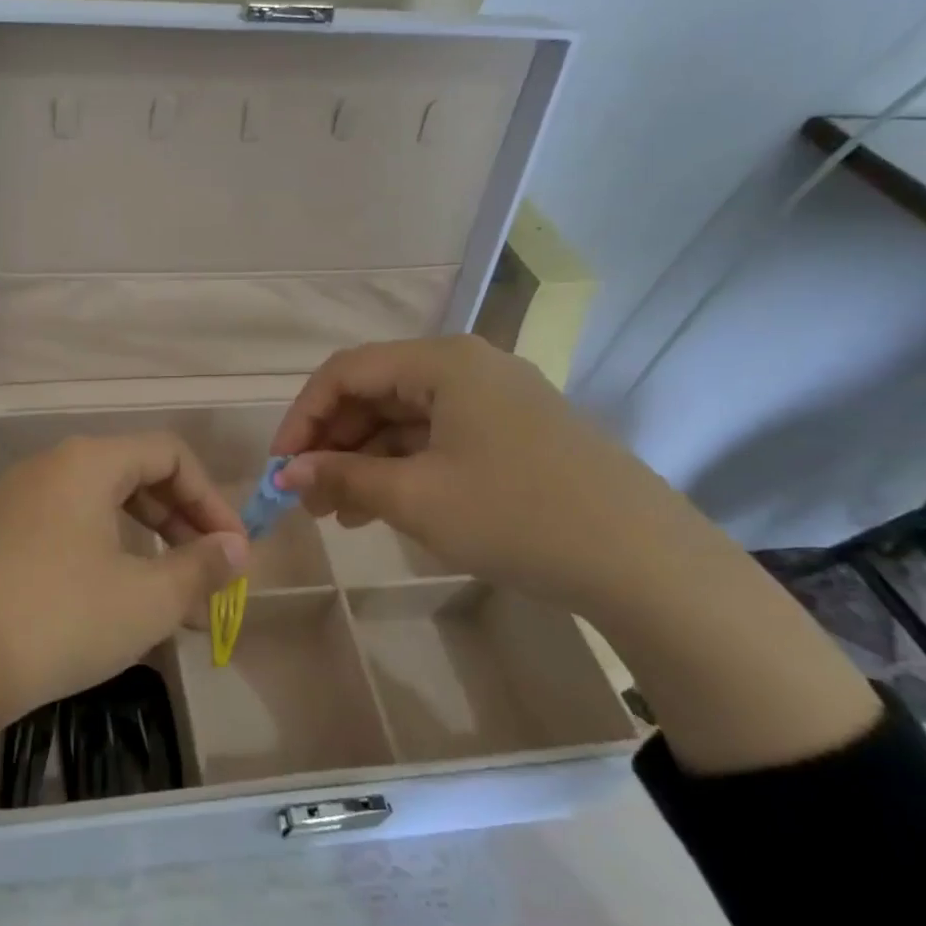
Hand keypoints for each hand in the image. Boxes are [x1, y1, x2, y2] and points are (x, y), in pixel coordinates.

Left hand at [0, 433, 248, 722]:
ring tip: (169, 597)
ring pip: (99, 507)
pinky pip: (66, 529)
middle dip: (180, 523)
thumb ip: (200, 567)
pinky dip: (104, 555)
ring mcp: (16, 501)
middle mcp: (49, 468)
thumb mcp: (145, 599)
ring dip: (144, 544)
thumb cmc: (59, 619)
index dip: (211, 499)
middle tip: (207, 573)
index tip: (233, 550)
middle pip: (134, 475)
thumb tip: (237, 548)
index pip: (169, 454)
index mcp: (87, 462)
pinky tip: (113, 602)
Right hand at [271, 337, 719, 614]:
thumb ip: (342, 477)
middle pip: (375, 393)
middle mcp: (467, 367)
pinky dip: (401, 469)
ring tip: (337, 513)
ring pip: (403, 420)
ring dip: (363, 461)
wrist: (644, 562)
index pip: (346, 372)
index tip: (280, 468)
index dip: (302, 417)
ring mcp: (494, 400)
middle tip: (306, 497)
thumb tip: (286, 475)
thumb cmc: (516, 515)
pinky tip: (380, 509)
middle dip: (332, 444)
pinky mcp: (512, 434)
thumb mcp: (416, 497)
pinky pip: (436, 440)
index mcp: (443, 362)